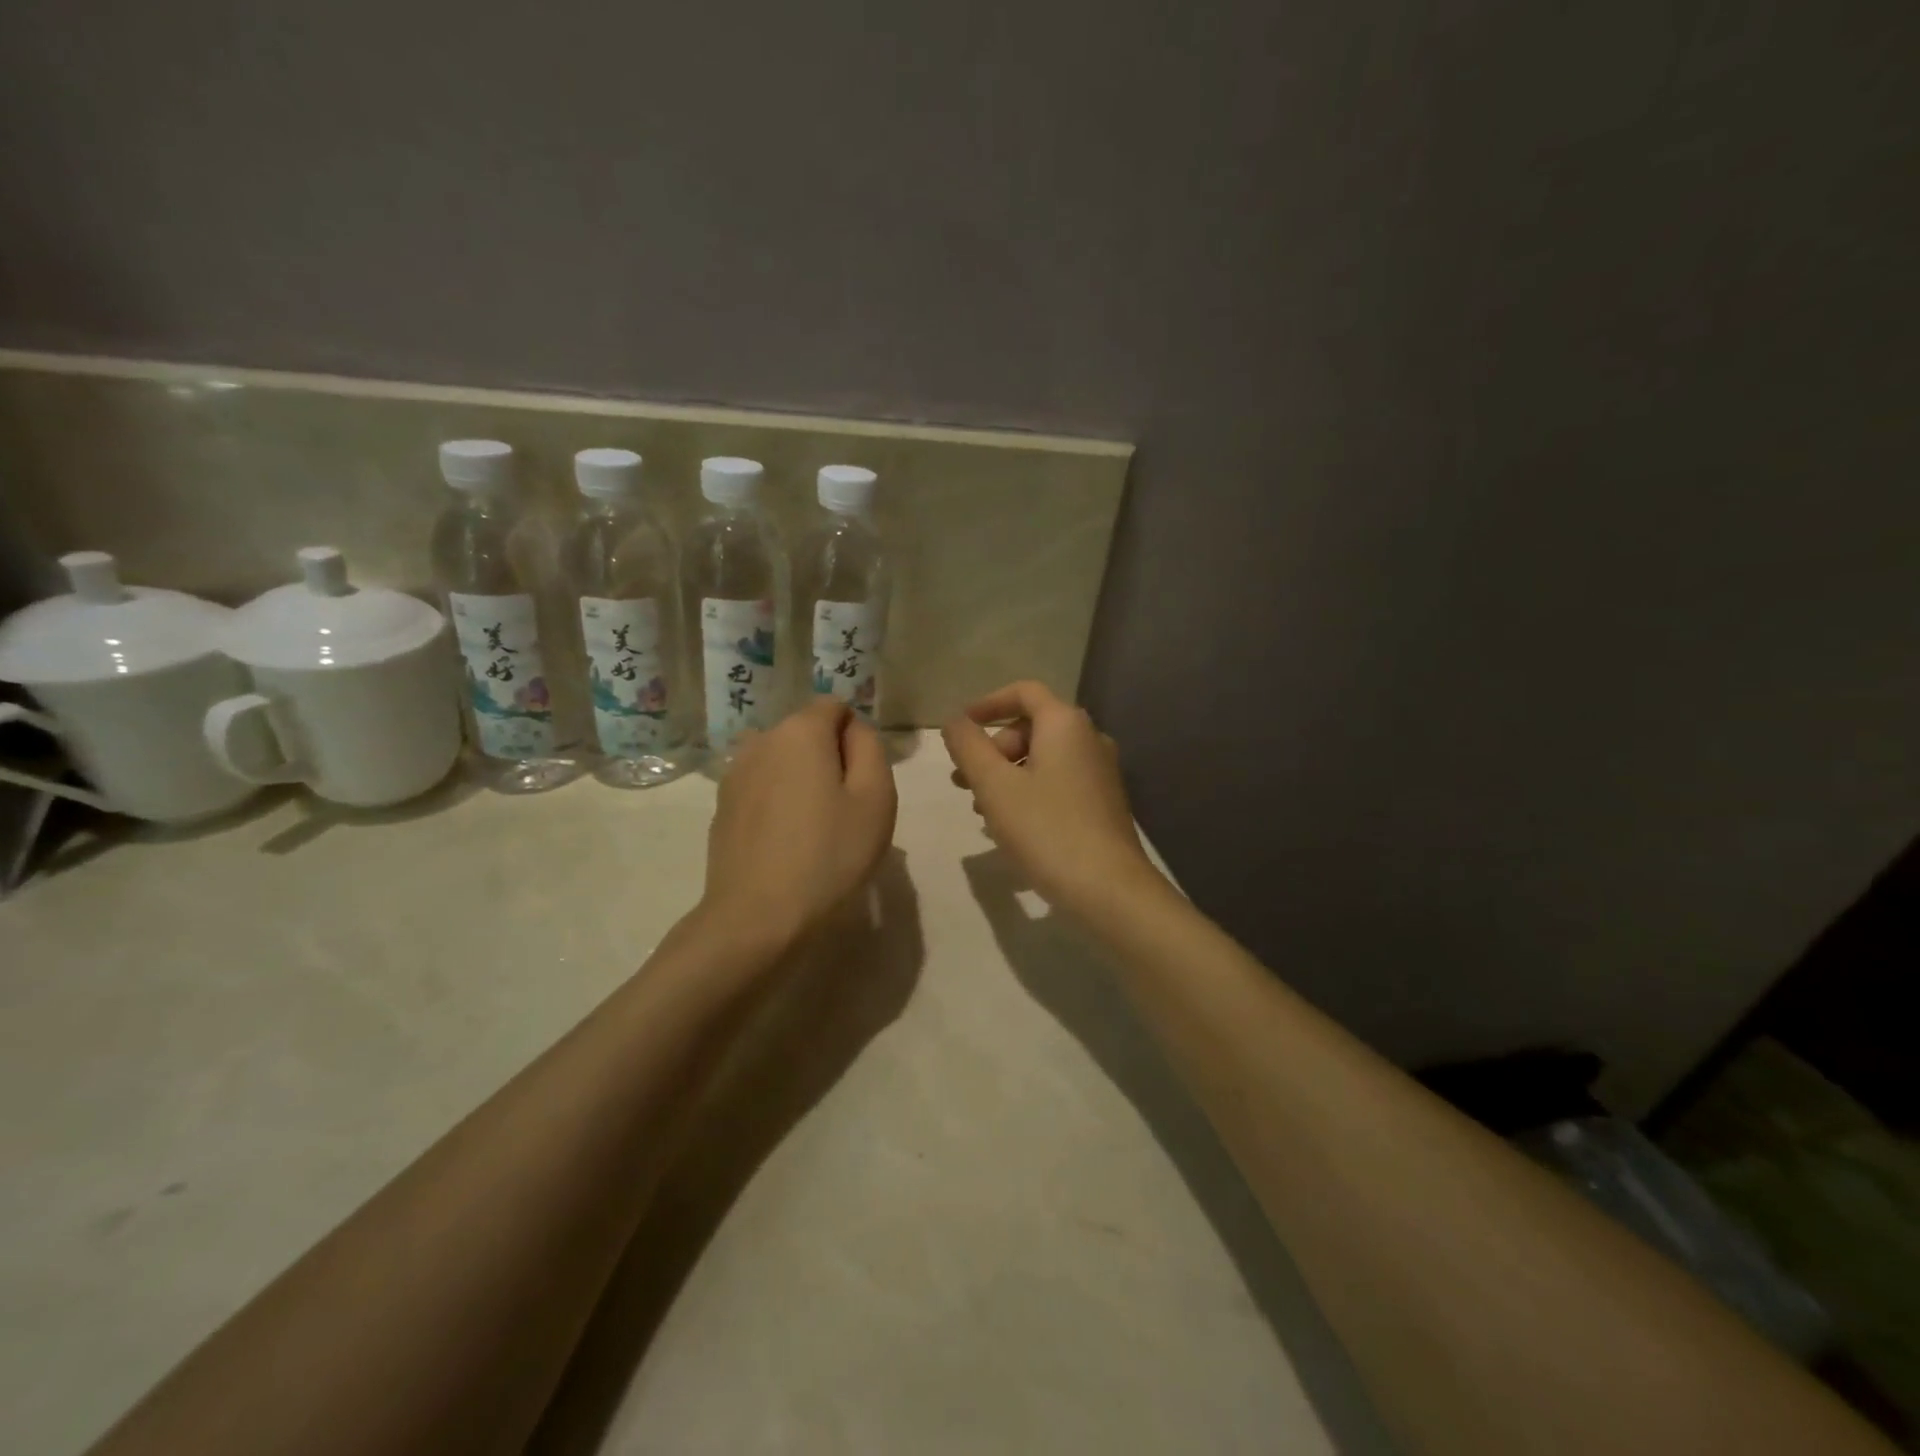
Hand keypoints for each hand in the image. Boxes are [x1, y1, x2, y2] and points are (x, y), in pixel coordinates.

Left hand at [700, 699, 897, 950]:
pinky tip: (786, 843)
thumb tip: (853, 730)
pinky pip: (762, 787)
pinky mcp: (722, 807)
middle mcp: (761, 740)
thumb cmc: (829, 855)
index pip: (835, 707)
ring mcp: (735, 774)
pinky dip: (778, 801)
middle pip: (807, 732)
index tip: (863, 781)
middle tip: (845, 810)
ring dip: (802, 780)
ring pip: (783, 761)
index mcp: (800, 731)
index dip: (856, 737)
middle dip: (829, 758)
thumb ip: (871, 748)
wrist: (758, 918)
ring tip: (814, 828)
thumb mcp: (876, 798)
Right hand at [943, 681, 1164, 914]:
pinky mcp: (1103, 802)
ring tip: (980, 808)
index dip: (987, 703)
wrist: (1108, 888)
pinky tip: (1011, 825)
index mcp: (1065, 724)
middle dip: (993, 748)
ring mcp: (1100, 772)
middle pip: (1032, 727)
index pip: (1024, 692)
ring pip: (1044, 758)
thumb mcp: (994, 785)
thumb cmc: (1046, 829)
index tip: (960, 728)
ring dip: (1007, 774)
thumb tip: (954, 721)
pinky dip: (1030, 791)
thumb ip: (968, 746)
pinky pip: (1059, 781)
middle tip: (964, 781)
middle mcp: (1089, 738)